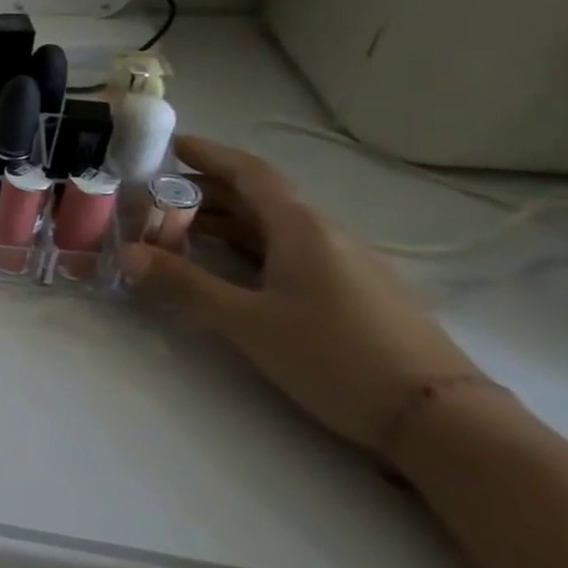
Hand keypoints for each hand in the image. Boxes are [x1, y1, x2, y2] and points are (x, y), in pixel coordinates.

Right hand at [119, 136, 478, 451]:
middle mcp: (326, 235)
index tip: (170, 145)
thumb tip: (125, 253)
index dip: (209, 154)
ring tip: (177, 232)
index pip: (250, 173)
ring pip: (275, 228)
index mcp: (301, 228)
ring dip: (226, 222)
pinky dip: (250, 247)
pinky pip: (291, 252)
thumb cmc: (334, 356)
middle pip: (260, 199)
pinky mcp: (354, 293)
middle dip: (205, 193)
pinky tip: (227, 268)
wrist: (441, 422)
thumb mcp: (246, 320)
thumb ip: (183, 283)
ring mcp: (346, 265)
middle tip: (154, 199)